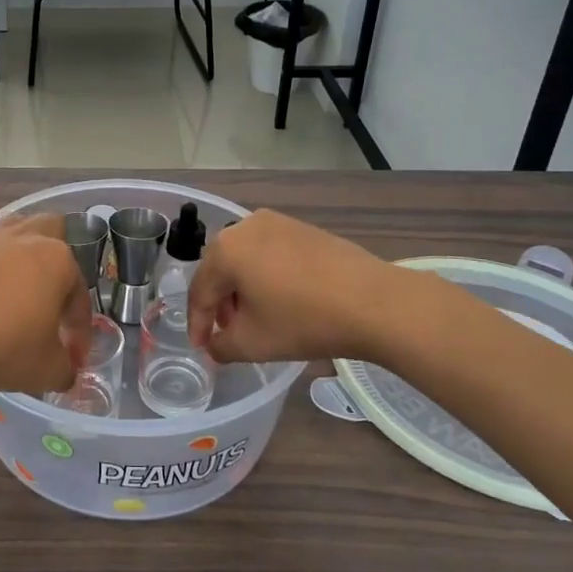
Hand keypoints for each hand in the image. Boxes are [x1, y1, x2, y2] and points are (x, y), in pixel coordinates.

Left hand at [0, 215, 92, 395]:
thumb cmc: (3, 347)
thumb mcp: (48, 369)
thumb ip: (66, 367)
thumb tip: (66, 370)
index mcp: (57, 259)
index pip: (79, 292)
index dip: (80, 325)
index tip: (74, 352)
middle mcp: (26, 238)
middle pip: (52, 231)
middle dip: (59, 260)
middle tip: (55, 296)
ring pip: (17, 232)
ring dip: (26, 255)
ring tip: (24, 290)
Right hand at [186, 209, 390, 363]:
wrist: (374, 302)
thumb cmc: (303, 321)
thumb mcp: (252, 344)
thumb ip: (221, 346)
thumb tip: (214, 346)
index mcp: (225, 250)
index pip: (200, 291)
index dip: (197, 324)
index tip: (201, 348)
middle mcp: (245, 226)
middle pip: (221, 270)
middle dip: (220, 304)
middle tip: (227, 333)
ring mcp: (277, 223)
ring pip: (246, 259)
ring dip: (243, 289)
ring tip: (255, 318)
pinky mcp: (303, 228)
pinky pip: (270, 253)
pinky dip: (266, 276)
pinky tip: (281, 300)